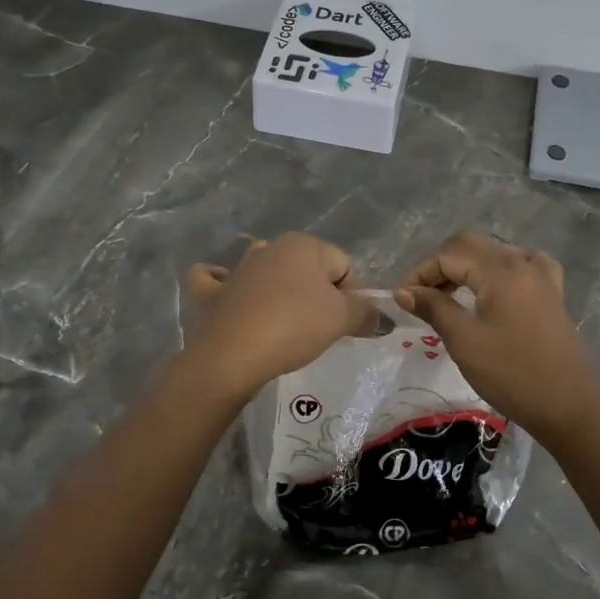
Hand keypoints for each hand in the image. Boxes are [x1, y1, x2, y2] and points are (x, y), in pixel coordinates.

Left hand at [181, 233, 366, 399]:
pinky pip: (219, 281)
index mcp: (304, 244)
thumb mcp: (342, 319)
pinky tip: (228, 293)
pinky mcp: (215, 293)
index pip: (344, 266)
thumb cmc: (294, 326)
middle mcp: (270, 248)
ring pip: (267, 271)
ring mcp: (239, 269)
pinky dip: (223, 285)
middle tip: (321, 330)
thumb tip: (384, 317)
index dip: (353, 296)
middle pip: (308, 270)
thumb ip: (366, 313)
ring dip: (278, 289)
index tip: (348, 325)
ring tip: (286, 322)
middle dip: (318, 295)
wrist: (233, 354)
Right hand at [395, 231, 599, 437]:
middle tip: (421, 295)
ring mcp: (541, 275)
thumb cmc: (511, 374)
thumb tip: (405, 292)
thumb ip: (433, 307)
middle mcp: (521, 262)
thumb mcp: (464, 341)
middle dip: (440, 264)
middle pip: (470, 244)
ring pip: (494, 252)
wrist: (568, 406)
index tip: (402, 299)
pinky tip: (492, 288)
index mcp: (500, 270)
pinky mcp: (551, 292)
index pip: (448, 255)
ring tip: (448, 295)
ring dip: (466, 265)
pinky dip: (498, 269)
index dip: (419, 273)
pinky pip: (521, 264)